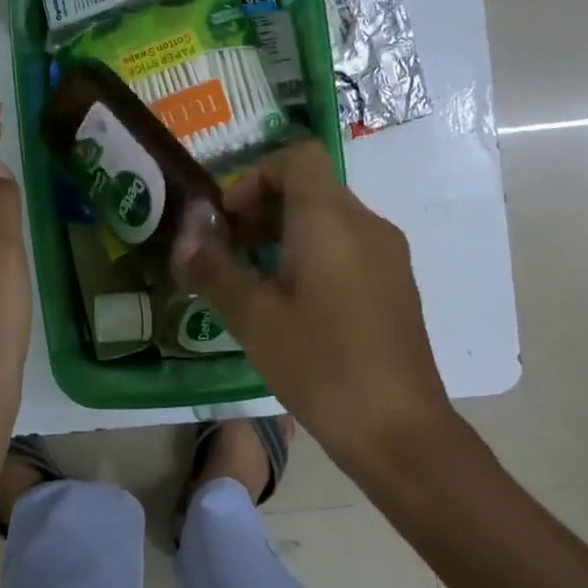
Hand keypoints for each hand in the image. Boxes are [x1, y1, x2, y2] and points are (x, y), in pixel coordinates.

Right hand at [180, 139, 456, 473]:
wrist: (399, 430)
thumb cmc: (320, 364)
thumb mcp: (253, 317)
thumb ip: (214, 269)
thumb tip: (187, 239)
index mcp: (331, 219)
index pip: (297, 157)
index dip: (256, 176)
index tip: (230, 219)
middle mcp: (366, 224)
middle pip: (310, 188)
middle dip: (262, 210)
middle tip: (228, 254)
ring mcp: (387, 255)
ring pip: (329, 220)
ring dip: (284, 235)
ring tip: (253, 283)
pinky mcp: (395, 285)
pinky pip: (348, 247)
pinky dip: (313, 256)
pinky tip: (293, 306)